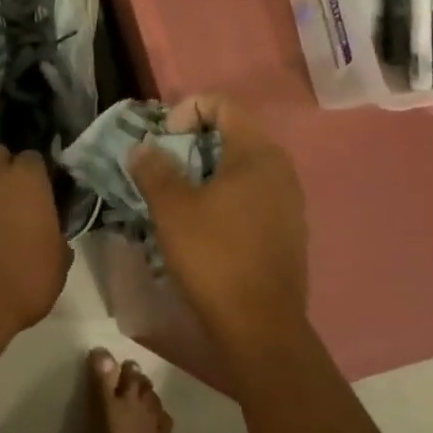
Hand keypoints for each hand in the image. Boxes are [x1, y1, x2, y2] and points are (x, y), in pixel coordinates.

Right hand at [128, 96, 307, 356]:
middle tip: (162, 166)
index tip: (163, 139)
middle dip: (192, 143)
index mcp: (257, 154)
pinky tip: (202, 225)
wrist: (260, 326)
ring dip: (205, 172)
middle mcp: (280, 170)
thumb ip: (155, 169)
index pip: (223, 105)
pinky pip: (251, 196)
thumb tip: (143, 148)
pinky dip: (224, 196)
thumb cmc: (214, 256)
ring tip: (176, 196)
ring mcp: (288, 203)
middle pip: (232, 135)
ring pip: (241, 168)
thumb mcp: (172, 208)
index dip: (187, 110)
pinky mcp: (286, 231)